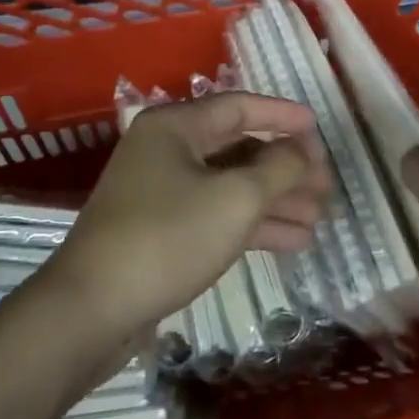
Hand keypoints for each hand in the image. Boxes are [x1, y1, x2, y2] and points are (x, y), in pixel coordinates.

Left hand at [46, 92, 329, 338]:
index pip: (240, 106)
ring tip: (319, 217)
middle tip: (326, 186)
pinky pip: (216, 213)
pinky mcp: (161, 229)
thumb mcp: (234, 199)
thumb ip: (278, 169)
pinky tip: (293, 241)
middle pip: (238, 147)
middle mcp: (166, 150)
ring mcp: (161, 191)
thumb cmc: (167, 239)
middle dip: (284, 167)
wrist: (92, 311)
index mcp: (175, 126)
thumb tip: (303, 152)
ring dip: (274, 199)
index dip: (283, 116)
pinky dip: (252, 223)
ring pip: (230, 184)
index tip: (320, 130)